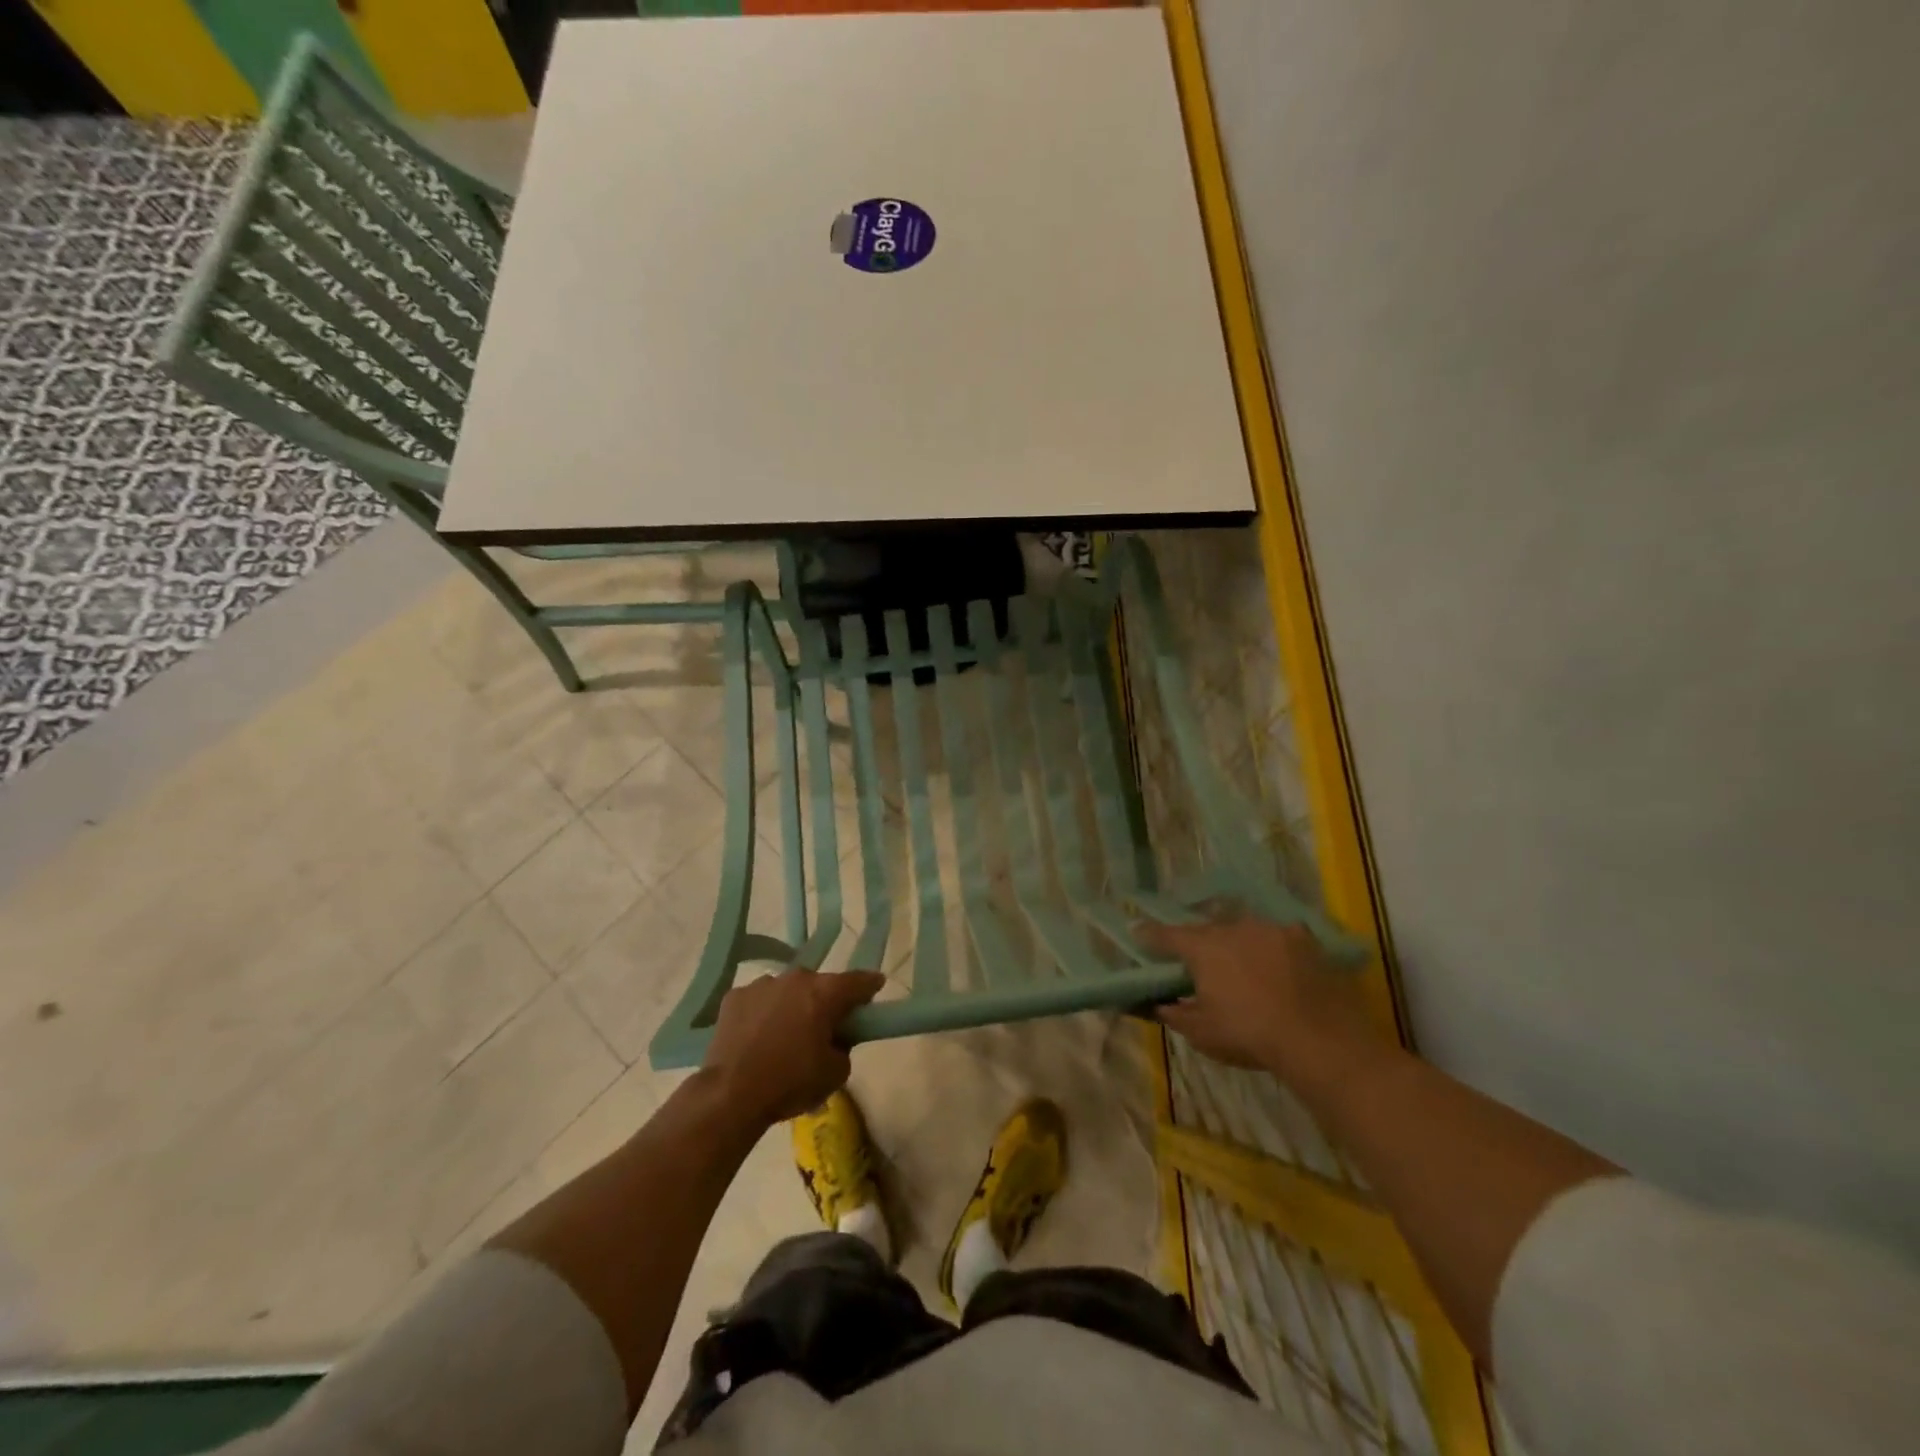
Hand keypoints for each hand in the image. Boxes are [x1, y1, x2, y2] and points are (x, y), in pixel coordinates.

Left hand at [701, 968, 884, 1127]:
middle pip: (819, 985)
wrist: (730, 1095)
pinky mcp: (734, 996)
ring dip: (791, 1005)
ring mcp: (762, 984)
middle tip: (823, 1027)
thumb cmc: (790, 1083)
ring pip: (787, 991)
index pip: (858, 980)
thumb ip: (844, 1047)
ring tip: (783, 1036)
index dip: (870, 986)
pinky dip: (762, 1013)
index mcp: (825, 993)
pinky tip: (756, 1038)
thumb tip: (835, 1038)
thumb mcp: (836, 1073)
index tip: (875, 988)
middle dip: (824, 1001)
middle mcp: (795, 979)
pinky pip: (758, 1001)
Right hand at [1137, 917, 1383, 1089]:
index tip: (1137, 932)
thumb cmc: (1250, 1034)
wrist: (1320, 1039)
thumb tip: (1159, 1004)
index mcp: (1203, 948)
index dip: (1149, 935)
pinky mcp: (1304, 939)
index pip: (1166, 935)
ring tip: (1240, 963)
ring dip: (1236, 943)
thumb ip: (1175, 1014)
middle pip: (1207, 930)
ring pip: (1243, 930)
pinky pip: (1278, 937)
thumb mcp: (1202, 1033)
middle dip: (1199, 942)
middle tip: (1197, 959)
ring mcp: (1271, 929)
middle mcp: (1233, 928)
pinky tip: (1277, 966)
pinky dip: (1272, 949)